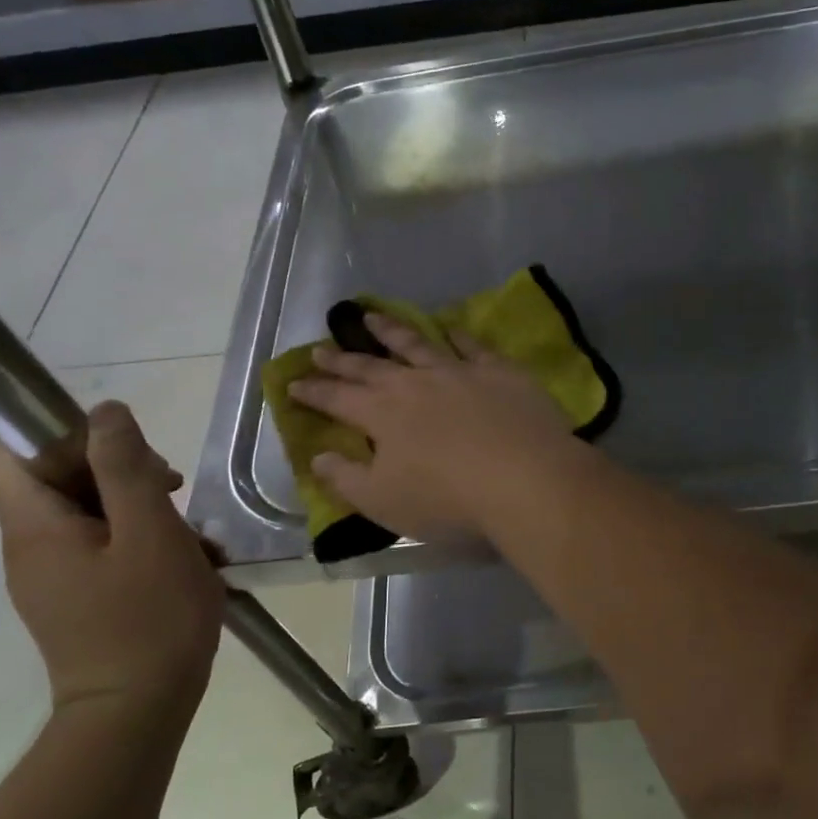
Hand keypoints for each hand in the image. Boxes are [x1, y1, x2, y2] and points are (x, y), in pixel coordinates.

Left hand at [0, 401, 225, 713]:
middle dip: (115, 465)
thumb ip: (126, 467)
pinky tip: (188, 557)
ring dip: (138, 503)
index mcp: (35, 527)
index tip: (118, 436)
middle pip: (55, 477)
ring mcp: (55, 576)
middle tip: (170, 483)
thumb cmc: (148, 618)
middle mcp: (31, 547)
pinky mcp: (80, 597)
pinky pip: (102, 546)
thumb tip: (105, 411)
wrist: (138, 714)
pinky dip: (141, 538)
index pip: (8, 449)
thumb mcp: (150, 532)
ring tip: (190, 526)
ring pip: (87, 511)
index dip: (55, 426)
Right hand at [288, 314, 575, 540]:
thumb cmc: (447, 499)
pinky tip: (449, 327)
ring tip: (371, 317)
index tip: (293, 383)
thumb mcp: (383, 501)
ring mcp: (457, 371)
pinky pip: (472, 345)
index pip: (337, 399)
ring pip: (416, 343)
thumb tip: (318, 458)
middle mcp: (414, 383)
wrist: (524, 479)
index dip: (313, 392)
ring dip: (390, 330)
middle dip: (342, 358)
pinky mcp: (498, 370)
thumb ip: (346, 479)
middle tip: (322, 347)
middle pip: (371, 366)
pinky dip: (456, 335)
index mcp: (381, 414)